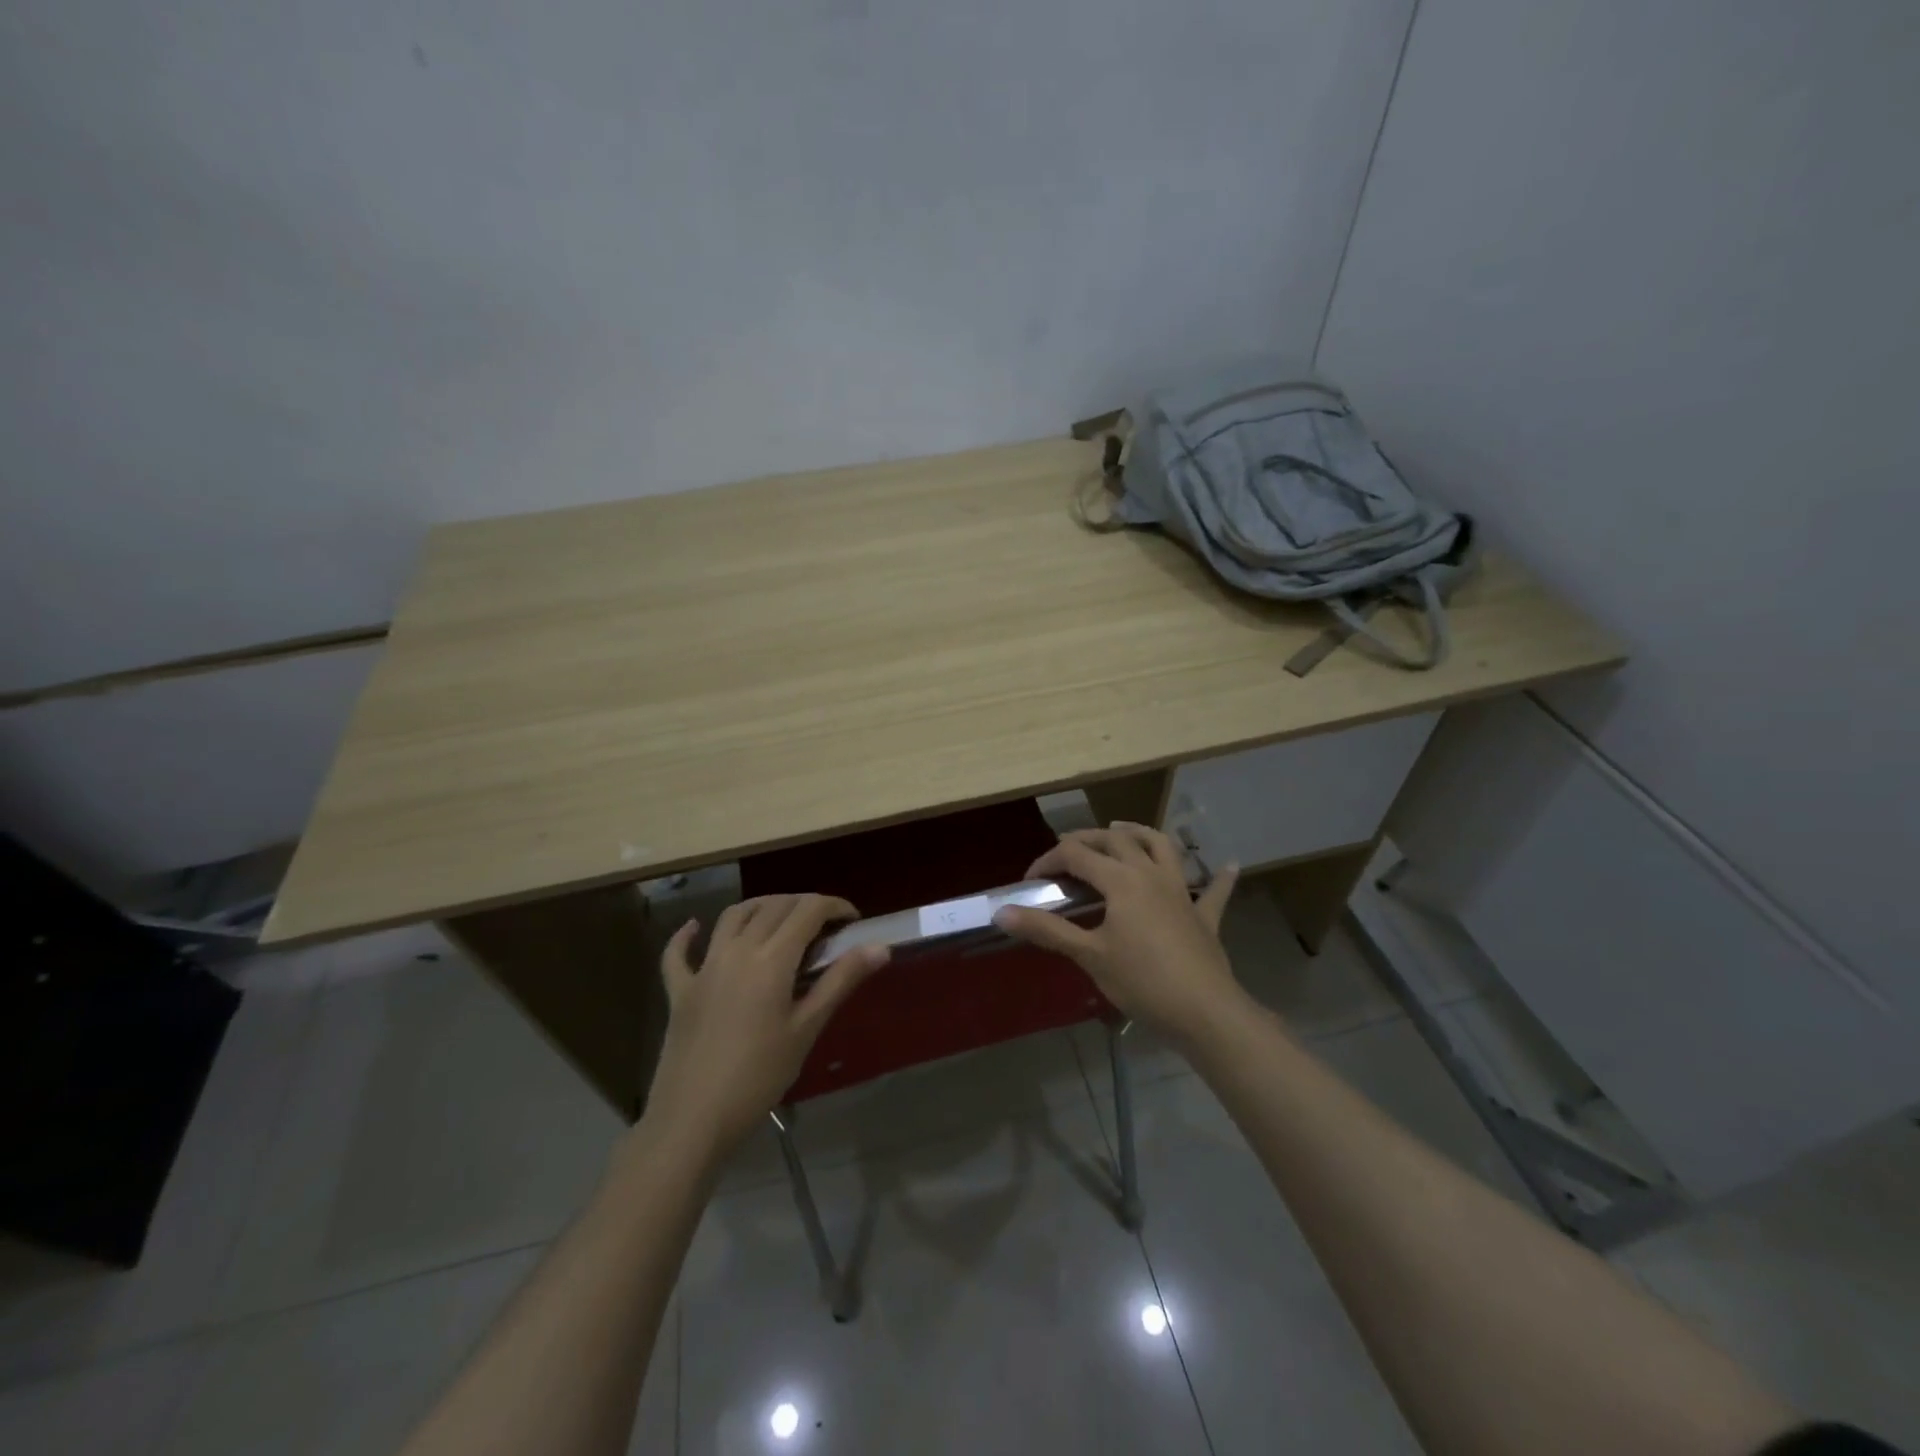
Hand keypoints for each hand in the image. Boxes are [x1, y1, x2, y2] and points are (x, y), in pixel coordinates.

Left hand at [642, 894, 887, 1158]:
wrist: (693, 1120)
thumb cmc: (759, 1077)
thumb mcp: (806, 1029)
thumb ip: (841, 981)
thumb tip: (880, 947)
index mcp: (772, 959)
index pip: (808, 910)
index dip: (835, 906)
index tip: (853, 920)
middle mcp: (737, 950)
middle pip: (774, 906)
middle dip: (804, 904)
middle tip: (826, 925)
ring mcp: (703, 968)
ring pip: (733, 916)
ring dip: (760, 907)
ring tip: (780, 918)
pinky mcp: (679, 990)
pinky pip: (678, 953)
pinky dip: (687, 935)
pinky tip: (695, 927)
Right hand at [994, 823, 1241, 1042]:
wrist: (1205, 1012)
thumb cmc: (1142, 981)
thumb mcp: (1089, 955)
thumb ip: (1046, 929)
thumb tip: (1001, 912)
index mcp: (1121, 880)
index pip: (1076, 855)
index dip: (1048, 861)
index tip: (1030, 882)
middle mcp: (1151, 874)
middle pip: (1116, 840)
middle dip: (1087, 839)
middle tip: (1066, 851)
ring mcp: (1182, 892)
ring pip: (1162, 847)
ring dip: (1141, 834)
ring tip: (1122, 831)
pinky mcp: (1204, 916)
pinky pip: (1214, 891)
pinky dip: (1219, 877)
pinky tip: (1229, 864)